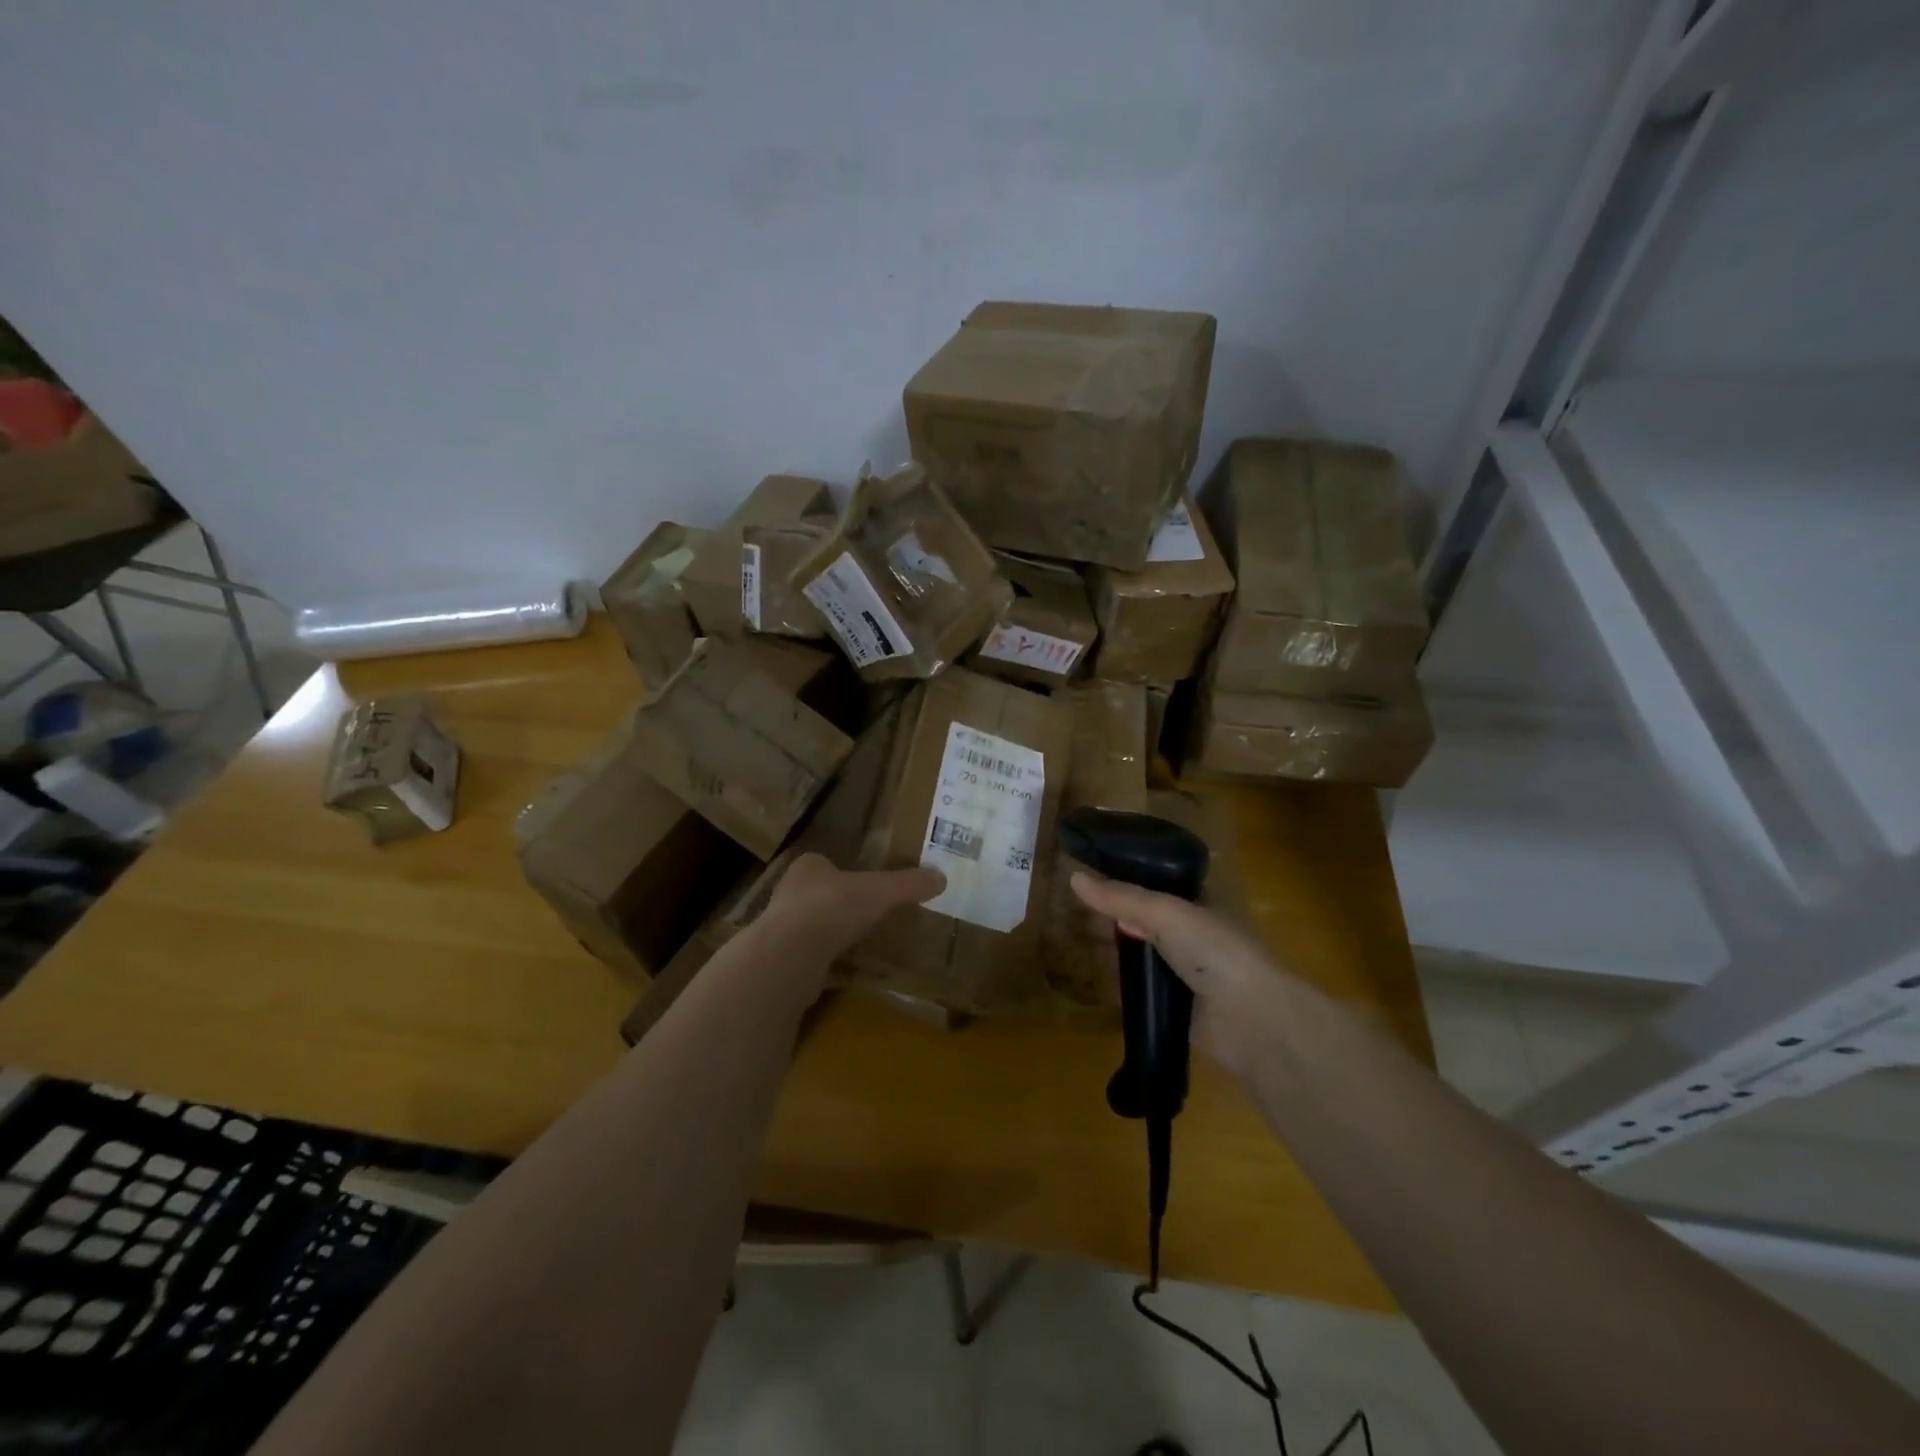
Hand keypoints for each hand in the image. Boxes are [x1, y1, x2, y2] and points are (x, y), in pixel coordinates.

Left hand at [762, 853, 944, 966]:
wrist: (790, 957)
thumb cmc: (833, 908)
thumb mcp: (880, 892)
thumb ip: (908, 884)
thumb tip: (941, 877)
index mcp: (807, 868)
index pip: (823, 863)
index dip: (842, 872)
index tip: (863, 885)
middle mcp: (789, 895)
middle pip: (817, 897)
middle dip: (838, 906)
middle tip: (866, 915)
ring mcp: (781, 932)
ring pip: (811, 930)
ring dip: (831, 937)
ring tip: (861, 945)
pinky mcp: (782, 964)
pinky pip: (811, 963)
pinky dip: (828, 967)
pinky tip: (848, 974)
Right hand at [1069, 870, 1300, 1081]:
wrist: (1251, 1020)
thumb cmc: (1214, 951)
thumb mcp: (1165, 913)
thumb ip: (1121, 898)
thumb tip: (1073, 878)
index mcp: (1195, 902)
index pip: (1152, 883)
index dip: (1122, 879)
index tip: (1086, 876)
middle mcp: (1188, 932)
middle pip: (1140, 919)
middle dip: (1110, 916)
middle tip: (1071, 912)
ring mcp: (1180, 970)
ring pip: (1137, 954)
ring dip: (1110, 949)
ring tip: (1072, 941)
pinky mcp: (1172, 1004)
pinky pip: (1138, 989)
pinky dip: (1116, 983)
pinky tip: (1089, 976)